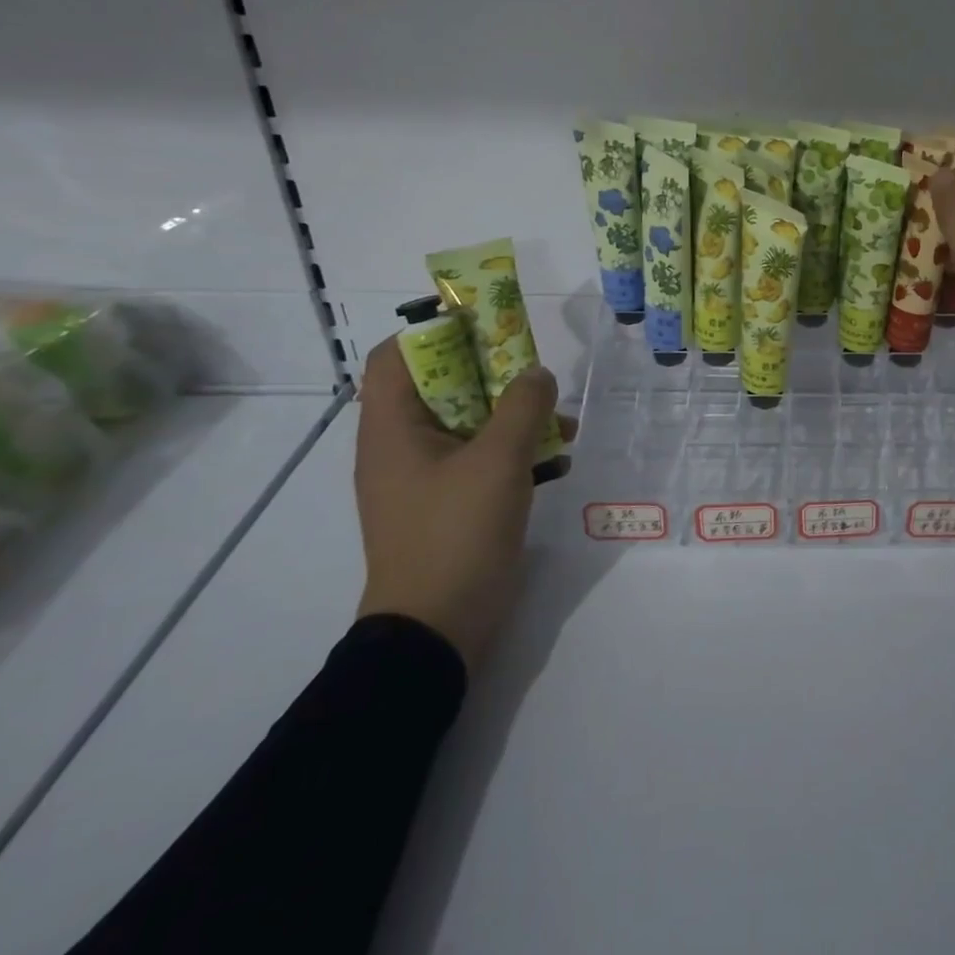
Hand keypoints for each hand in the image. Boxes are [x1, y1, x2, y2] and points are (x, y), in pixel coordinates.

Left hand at [353, 336, 574, 671]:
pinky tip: (559, 460)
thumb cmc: (456, 535)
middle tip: (534, 367)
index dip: (435, 328)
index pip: (396, 355)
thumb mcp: (498, 461)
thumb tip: (537, 373)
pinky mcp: (451, 503)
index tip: (486, 322)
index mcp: (392, 428)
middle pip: (441, 383)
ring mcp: (427, 476)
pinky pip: (482, 457)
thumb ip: (523, 406)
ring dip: (514, 413)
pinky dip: (516, 449)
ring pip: (469, 421)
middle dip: (492, 370)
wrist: (437, 631)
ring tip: (562, 419)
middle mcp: (402, 445)